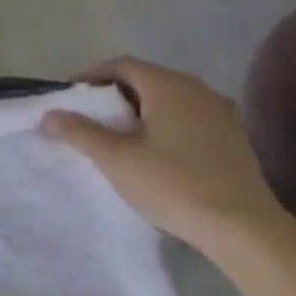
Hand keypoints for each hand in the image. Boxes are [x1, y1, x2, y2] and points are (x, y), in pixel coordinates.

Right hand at [41, 58, 282, 252]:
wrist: (245, 230)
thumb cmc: (173, 183)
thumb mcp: (115, 158)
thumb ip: (78, 131)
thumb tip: (49, 115)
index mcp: (169, 86)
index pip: (122, 65)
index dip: (92, 75)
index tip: (71, 95)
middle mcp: (198, 90)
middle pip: (147, 79)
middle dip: (115, 93)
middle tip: (90, 115)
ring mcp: (222, 115)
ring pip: (170, 99)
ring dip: (141, 109)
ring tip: (120, 133)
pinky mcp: (235, 140)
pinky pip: (190, 118)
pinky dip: (166, 124)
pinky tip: (155, 150)